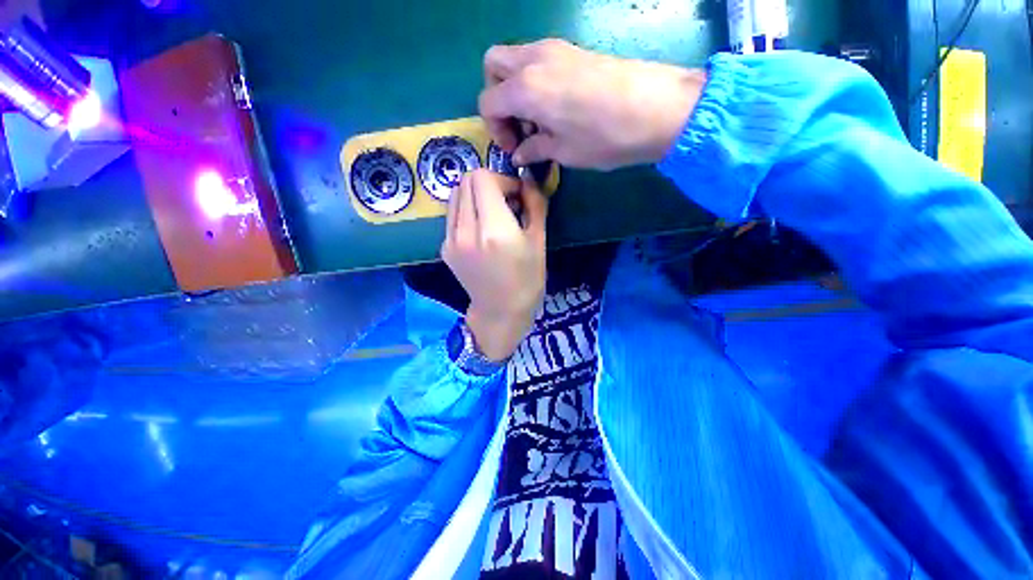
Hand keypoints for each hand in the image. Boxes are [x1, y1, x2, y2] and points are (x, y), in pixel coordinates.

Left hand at [441, 169, 547, 360]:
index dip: (503, 179)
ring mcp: (450, 240)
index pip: (483, 178)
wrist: (501, 311)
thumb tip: (527, 180)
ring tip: (493, 215)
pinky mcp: (445, 248)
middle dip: (488, 184)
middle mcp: (466, 231)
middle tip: (505, 202)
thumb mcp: (539, 241)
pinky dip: (467, 212)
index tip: (517, 195)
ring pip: (456, 195)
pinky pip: (453, 215)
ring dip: (475, 196)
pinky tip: (481, 230)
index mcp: (494, 230)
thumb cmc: (528, 279)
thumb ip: (535, 204)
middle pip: (466, 181)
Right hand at [479, 39, 706, 170]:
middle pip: (493, 65)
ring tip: (539, 119)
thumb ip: (535, 149)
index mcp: (525, 88)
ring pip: (516, 59)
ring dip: (516, 88)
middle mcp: (533, 60)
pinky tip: (556, 106)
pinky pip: (539, 59)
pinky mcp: (574, 49)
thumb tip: (520, 154)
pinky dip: (535, 80)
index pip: (487, 101)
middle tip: (519, 124)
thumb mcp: (564, 152)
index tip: (515, 147)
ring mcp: (555, 49)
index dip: (495, 129)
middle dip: (497, 96)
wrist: (657, 108)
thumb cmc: (604, 137)